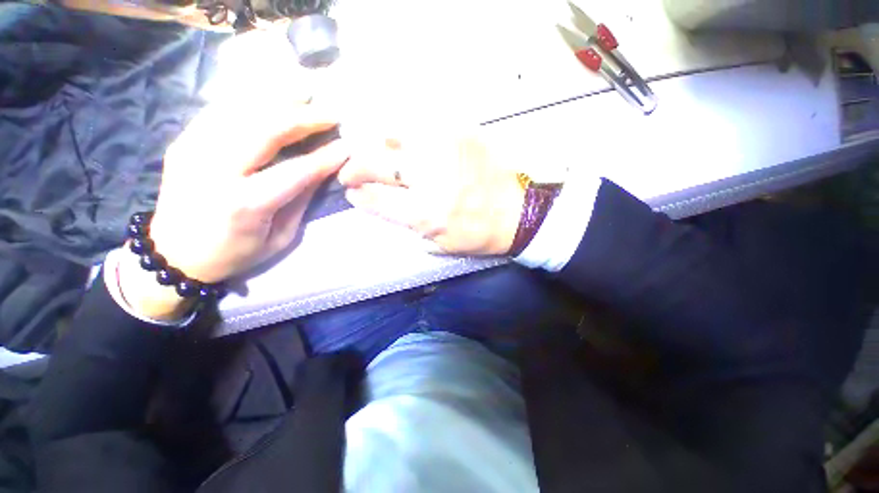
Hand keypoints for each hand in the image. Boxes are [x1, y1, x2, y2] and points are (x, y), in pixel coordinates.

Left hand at [120, 100, 348, 320]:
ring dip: (279, 100)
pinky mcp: (183, 142)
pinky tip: (272, 98)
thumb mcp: (281, 236)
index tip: (348, 146)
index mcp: (246, 204)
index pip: (297, 171)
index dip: (326, 156)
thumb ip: (301, 199)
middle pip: (266, 129)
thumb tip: (323, 170)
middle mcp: (216, 170)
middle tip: (331, 113)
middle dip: (304, 117)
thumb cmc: (236, 253)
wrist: (174, 254)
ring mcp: (193, 151)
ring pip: (241, 111)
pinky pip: (220, 110)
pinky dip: (251, 100)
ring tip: (306, 95)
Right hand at [338, 133, 523, 255]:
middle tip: (350, 172)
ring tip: (375, 154)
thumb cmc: (477, 234)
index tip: (351, 192)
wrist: (517, 213)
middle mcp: (431, 178)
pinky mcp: (460, 134)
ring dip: (376, 146)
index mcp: (426, 213)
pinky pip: (420, 125)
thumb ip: (405, 224)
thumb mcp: (439, 244)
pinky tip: (402, 142)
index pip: (377, 198)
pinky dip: (403, 133)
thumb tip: (375, 202)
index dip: (358, 194)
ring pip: (394, 136)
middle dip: (355, 167)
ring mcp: (445, 150)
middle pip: (378, 164)